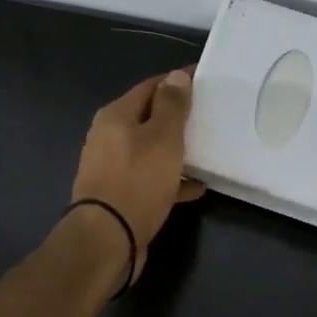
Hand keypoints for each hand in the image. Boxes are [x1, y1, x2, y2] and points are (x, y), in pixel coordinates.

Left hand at [71, 70, 205, 282]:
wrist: (107, 240)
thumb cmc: (137, 180)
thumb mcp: (162, 137)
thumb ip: (172, 105)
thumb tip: (175, 76)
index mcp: (115, 116)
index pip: (151, 87)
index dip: (177, 81)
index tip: (205, 80)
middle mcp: (109, 138)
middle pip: (148, 118)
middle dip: (178, 117)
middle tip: (209, 115)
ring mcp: (112, 168)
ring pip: (150, 150)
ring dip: (176, 150)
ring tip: (207, 151)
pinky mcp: (119, 195)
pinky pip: (150, 179)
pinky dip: (172, 180)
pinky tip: (196, 187)